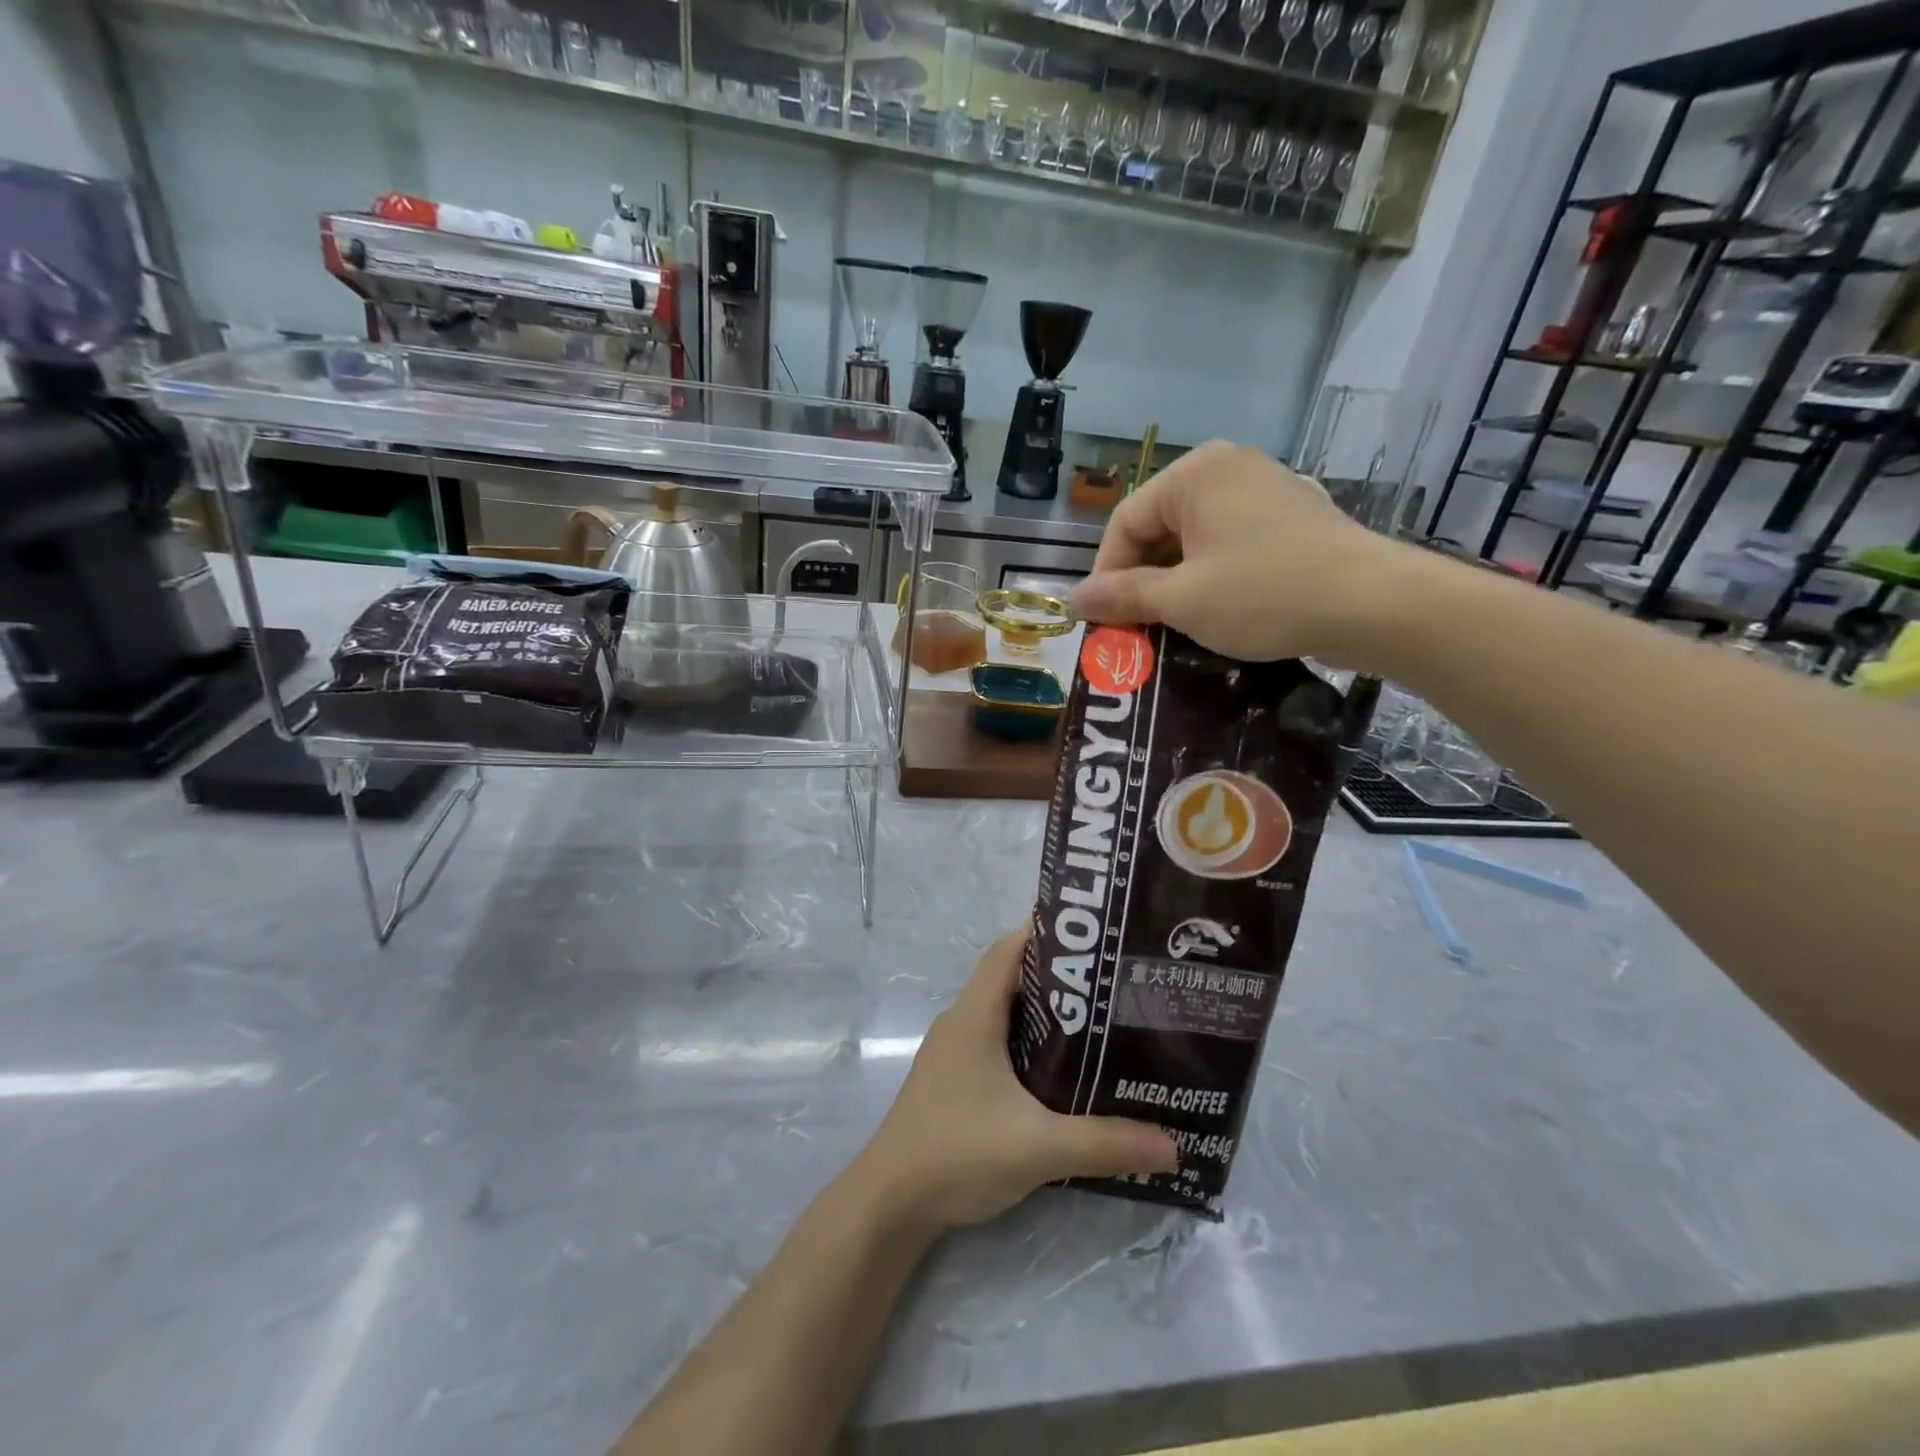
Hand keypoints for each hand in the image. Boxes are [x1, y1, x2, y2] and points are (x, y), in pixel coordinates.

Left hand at [856, 929, 1177, 1231]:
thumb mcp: (1037, 1147)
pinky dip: (1028, 1041)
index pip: (1009, 950)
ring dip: (1044, 1010)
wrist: (890, 1202)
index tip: (1092, 931)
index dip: (1044, 931)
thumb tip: (1173, 1145)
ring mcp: (954, 1051)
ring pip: (1004, 1012)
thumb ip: (1104, 1143)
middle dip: (1058, 974)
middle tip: (1111, 977)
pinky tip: (1061, 1068)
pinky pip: (996, 1041)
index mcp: (974, 1015)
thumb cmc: (956, 1153)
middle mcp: (962, 1022)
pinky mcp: (954, 1080)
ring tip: (1098, 1018)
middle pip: (1011, 978)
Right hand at [1071, 441, 1403, 666]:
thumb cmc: (1265, 594)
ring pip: (1193, 539)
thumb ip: (1123, 596)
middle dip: (1141, 580)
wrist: (1373, 604)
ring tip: (1170, 627)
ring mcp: (1263, 489)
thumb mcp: (1183, 600)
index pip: (1125, 522)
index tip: (1103, 621)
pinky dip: (1210, 577)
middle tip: (1135, 629)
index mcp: (1195, 474)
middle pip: (1159, 527)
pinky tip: (1212, 613)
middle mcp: (1227, 468)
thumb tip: (1074, 599)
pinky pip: (1228, 544)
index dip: (1106, 574)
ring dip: (1174, 583)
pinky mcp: (1288, 517)